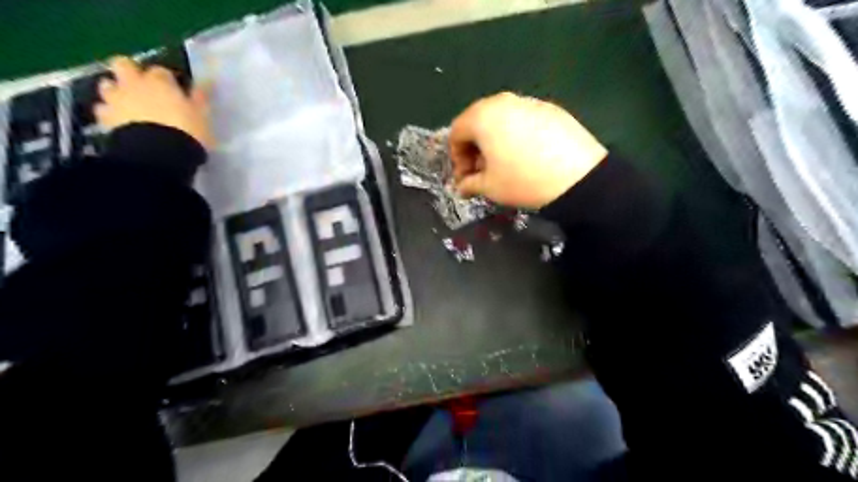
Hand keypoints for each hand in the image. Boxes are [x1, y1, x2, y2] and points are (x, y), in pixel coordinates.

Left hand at [94, 54, 211, 148]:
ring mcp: (116, 99)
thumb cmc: (186, 131)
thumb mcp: (202, 116)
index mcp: (159, 81)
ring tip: (130, 106)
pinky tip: (121, 122)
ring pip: (107, 85)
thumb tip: (205, 82)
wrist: (157, 153)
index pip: (161, 71)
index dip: (168, 80)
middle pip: (123, 64)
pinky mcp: (104, 118)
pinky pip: (103, 109)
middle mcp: (133, 83)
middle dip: (130, 72)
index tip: (175, 91)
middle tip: (143, 88)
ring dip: (116, 91)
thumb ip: (200, 98)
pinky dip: (110, 113)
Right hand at [451, 92, 605, 208]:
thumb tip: (462, 187)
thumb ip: (469, 184)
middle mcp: (502, 101)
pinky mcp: (551, 108)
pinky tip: (527, 155)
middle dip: (474, 147)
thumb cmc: (522, 180)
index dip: (456, 157)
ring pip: (501, 119)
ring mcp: (529, 102)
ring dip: (494, 140)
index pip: (456, 132)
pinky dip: (516, 135)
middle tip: (481, 171)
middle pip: (477, 121)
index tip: (465, 177)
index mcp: (482, 116)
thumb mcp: (490, 187)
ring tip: (504, 164)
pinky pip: (523, 119)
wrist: (577, 176)